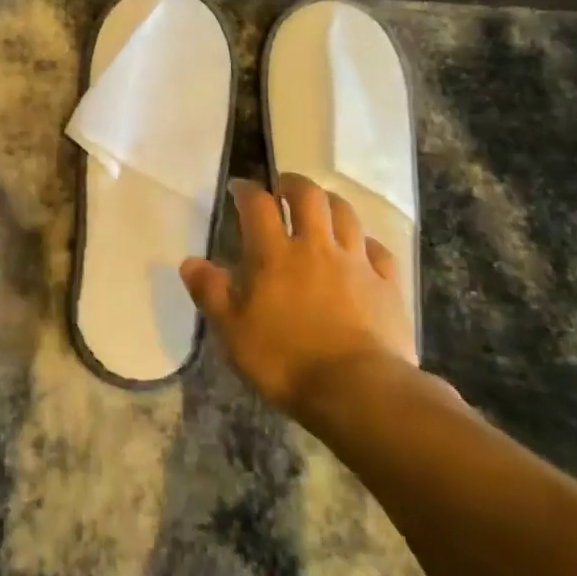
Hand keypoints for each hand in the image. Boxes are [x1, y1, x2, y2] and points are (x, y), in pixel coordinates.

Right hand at [181, 175, 418, 417]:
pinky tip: (361, 249)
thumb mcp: (233, 332)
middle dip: (293, 184)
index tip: (238, 188)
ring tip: (321, 207)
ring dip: (330, 202)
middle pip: (308, 196)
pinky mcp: (387, 284)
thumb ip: (211, 293)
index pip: (257, 204)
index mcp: (274, 254)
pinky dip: (366, 242)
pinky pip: (378, 250)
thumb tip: (189, 262)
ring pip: (346, 214)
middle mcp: (316, 246)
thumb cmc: (286, 361)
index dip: (246, 190)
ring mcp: (356, 262)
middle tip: (283, 187)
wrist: (359, 391)